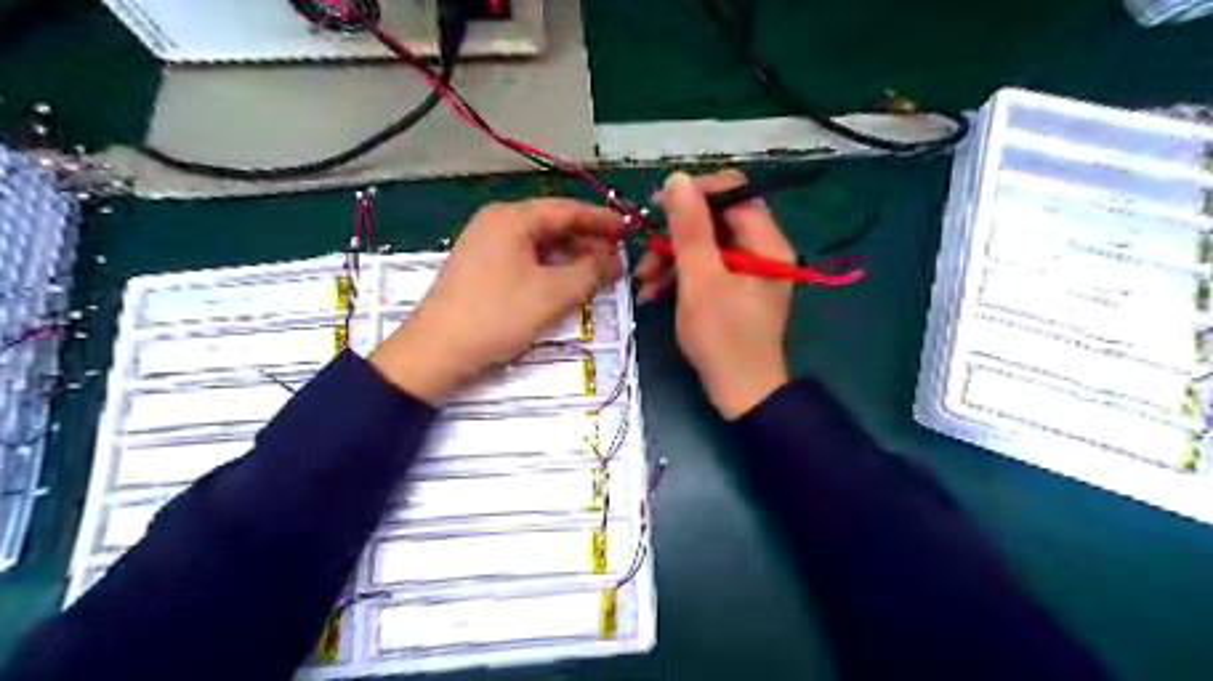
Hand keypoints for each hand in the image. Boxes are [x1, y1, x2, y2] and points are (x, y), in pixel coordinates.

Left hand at [370, 199, 619, 403]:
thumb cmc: (498, 315)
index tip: (628, 230)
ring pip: (538, 243)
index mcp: (512, 218)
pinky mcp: (479, 266)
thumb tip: (612, 258)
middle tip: (615, 257)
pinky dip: (548, 267)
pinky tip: (563, 282)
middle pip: (552, 224)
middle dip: (586, 241)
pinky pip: (523, 258)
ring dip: (568, 256)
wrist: (437, 350)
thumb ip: (590, 271)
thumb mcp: (553, 294)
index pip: (567, 209)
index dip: (601, 220)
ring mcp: (484, 243)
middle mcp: (496, 222)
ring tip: (595, 273)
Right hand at [636, 171, 796, 419]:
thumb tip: (678, 178)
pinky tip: (653, 293)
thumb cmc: (722, 337)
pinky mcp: (735, 290)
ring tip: (644, 280)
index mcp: (766, 242)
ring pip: (706, 245)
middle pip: (715, 220)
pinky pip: (706, 268)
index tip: (658, 207)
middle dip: (676, 234)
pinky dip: (680, 276)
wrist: (741, 393)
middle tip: (645, 250)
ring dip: (671, 257)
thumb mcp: (701, 280)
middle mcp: (762, 249)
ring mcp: (748, 271)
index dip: (695, 194)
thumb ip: (690, 229)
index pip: (733, 192)